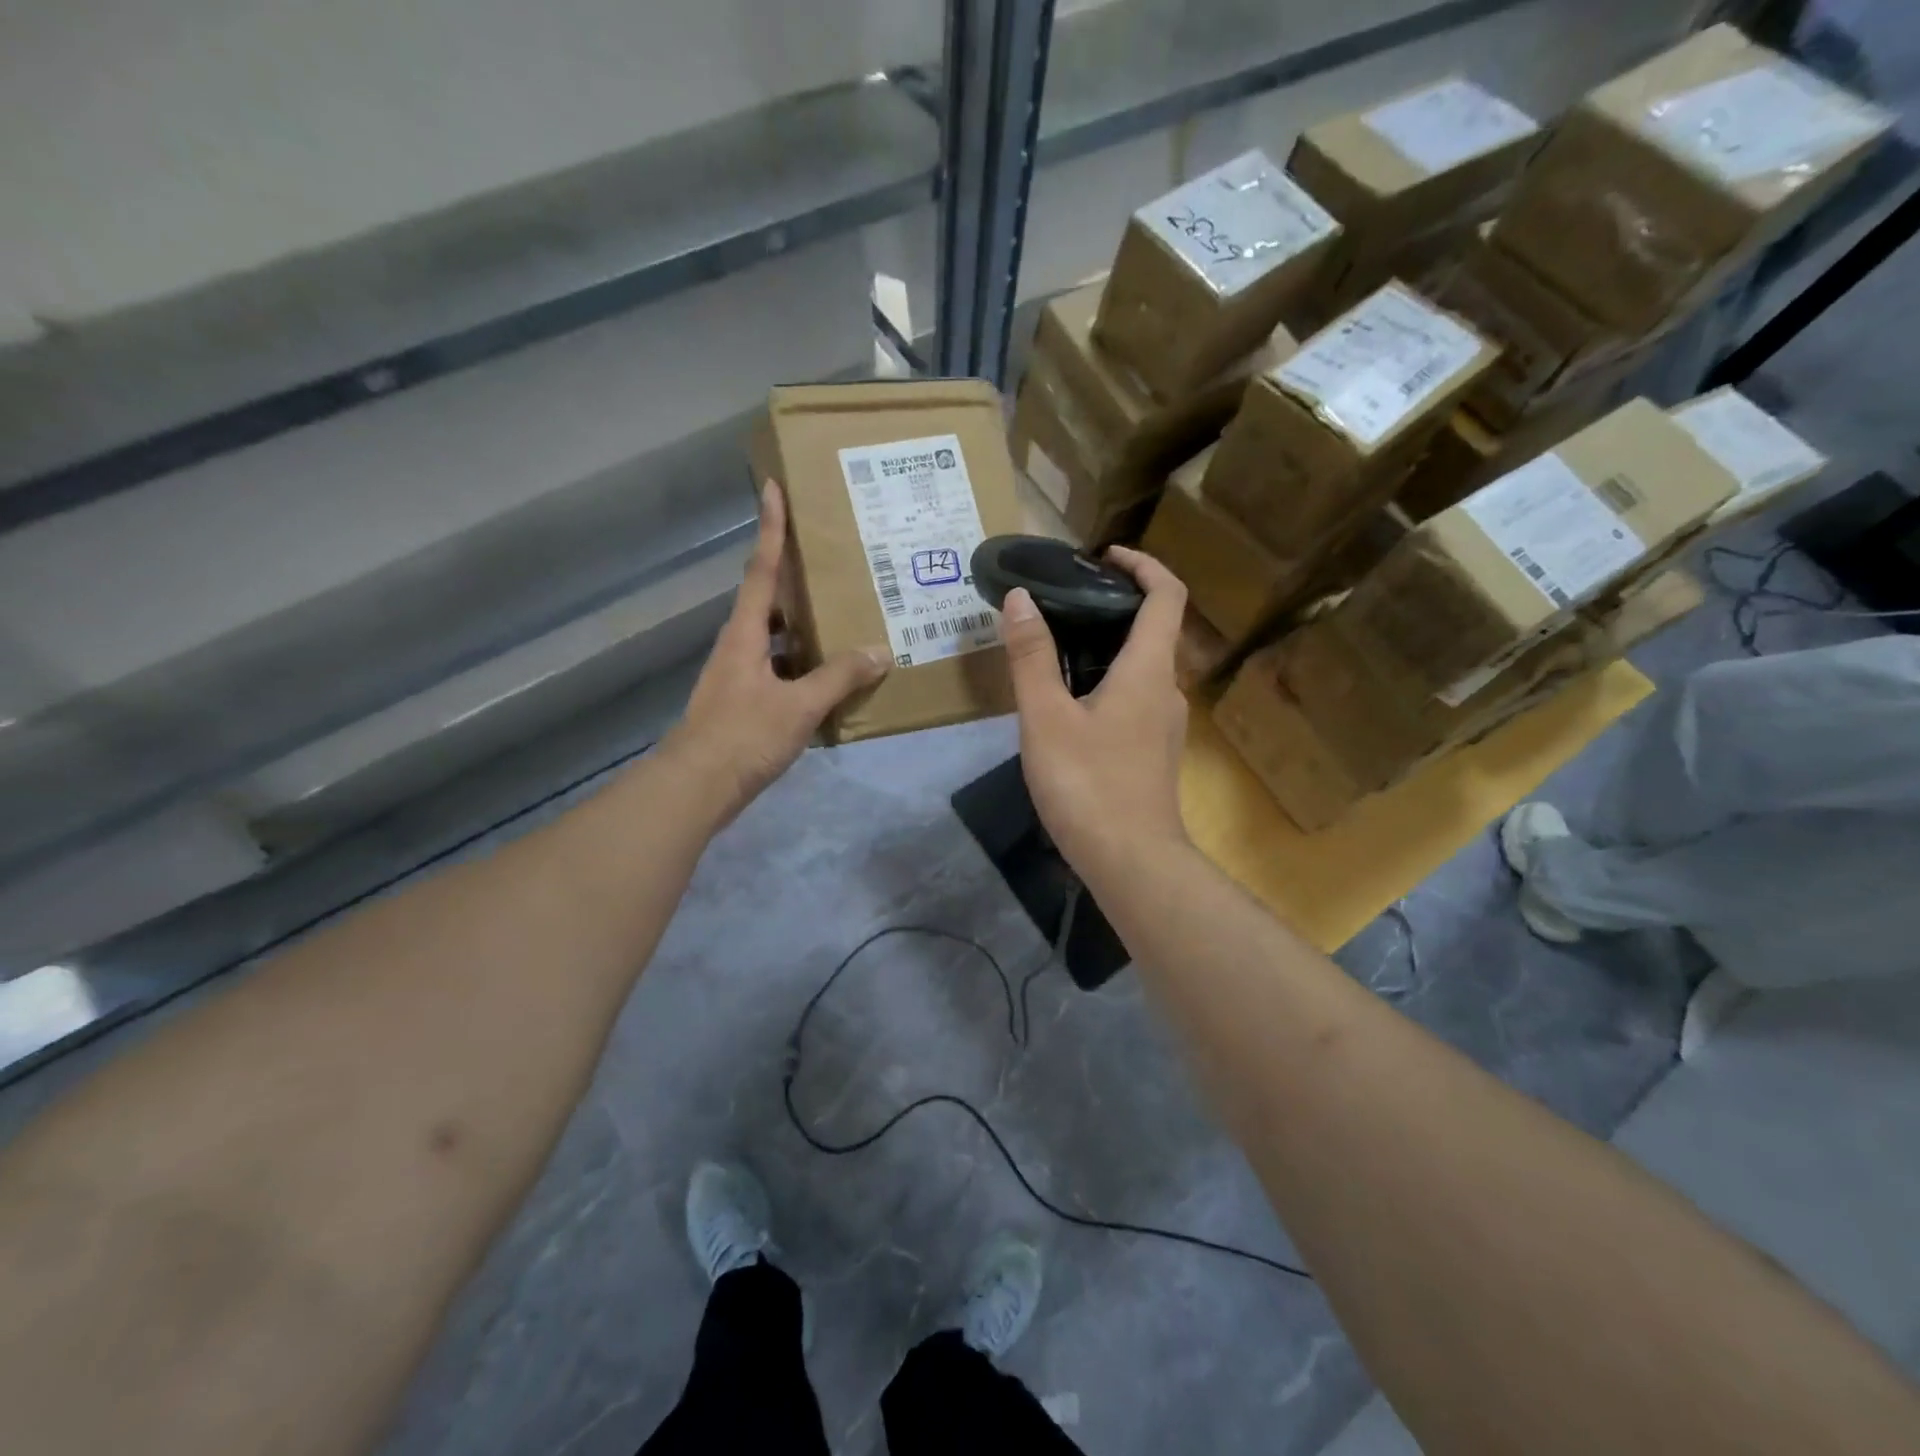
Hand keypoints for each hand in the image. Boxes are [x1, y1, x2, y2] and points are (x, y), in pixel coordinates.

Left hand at [666, 482, 888, 823]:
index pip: (761, 570)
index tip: (773, 488)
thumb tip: (881, 651)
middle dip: (795, 577)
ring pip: (776, 637)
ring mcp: (740, 675)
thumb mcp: (798, 706)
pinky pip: (780, 668)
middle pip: (768, 599)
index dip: (770, 529)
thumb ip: (840, 677)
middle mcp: (739, 645)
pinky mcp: (745, 701)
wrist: (697, 787)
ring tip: (844, 616)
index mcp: (746, 633)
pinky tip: (832, 676)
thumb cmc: (743, 736)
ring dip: (804, 625)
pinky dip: (804, 664)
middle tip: (832, 561)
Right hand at [1002, 545, 1190, 882]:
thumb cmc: (1088, 784)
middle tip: (1062, 602)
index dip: (1143, 564)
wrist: (1131, 862)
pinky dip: (1107, 680)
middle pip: (1153, 629)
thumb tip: (1019, 598)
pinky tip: (1068, 702)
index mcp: (1148, 670)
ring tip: (1055, 647)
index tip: (1105, 556)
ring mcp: (1163, 725)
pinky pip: (1134, 698)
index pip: (1167, 595)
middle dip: (1114, 605)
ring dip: (1107, 646)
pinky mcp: (1152, 752)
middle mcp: (1165, 689)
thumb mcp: (1046, 717)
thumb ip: (1031, 656)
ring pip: (1141, 667)